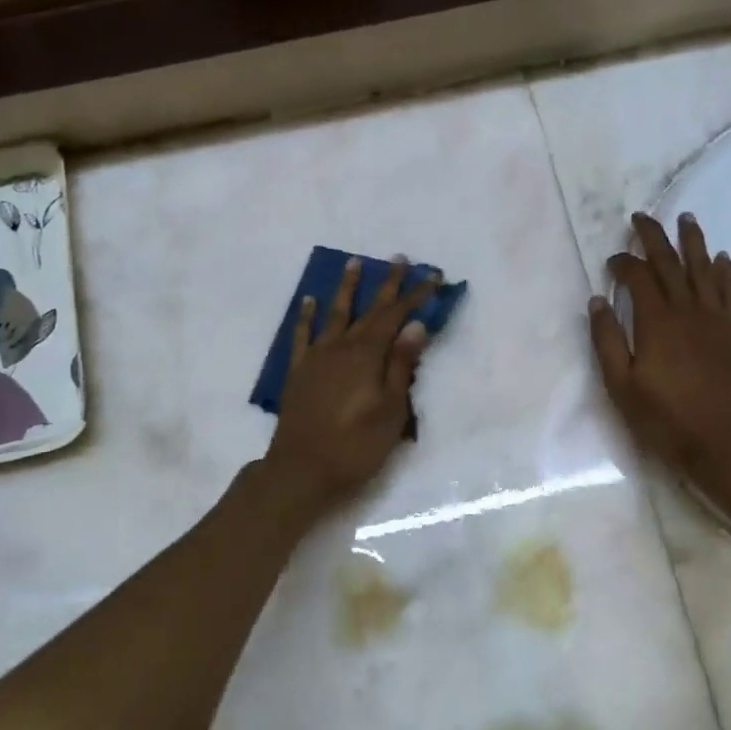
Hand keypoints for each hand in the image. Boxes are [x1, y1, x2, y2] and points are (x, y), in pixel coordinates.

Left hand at [260, 258, 440, 514]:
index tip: (432, 276)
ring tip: (354, 263)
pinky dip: (306, 316)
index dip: (414, 296)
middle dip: (387, 284)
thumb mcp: (391, 411)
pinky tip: (309, 300)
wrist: (301, 470)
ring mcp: (316, 357)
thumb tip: (415, 326)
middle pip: (368, 309)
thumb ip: (401, 366)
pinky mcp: (298, 371)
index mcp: (367, 356)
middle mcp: (341, 347)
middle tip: (399, 259)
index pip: (396, 317)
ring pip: (334, 314)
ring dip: (346, 288)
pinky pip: (302, 335)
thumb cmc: (355, 446)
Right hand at [588, 212, 730, 479]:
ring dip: (693, 242)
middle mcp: (688, 310)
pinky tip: (721, 258)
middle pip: (670, 263)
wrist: (723, 443)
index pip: (638, 277)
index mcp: (656, 322)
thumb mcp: (620, 385)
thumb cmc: (664, 418)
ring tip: (686, 218)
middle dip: (654, 237)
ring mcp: (718, 319)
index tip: (612, 260)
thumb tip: (597, 300)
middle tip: (643, 217)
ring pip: (704, 269)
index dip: (623, 263)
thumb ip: (606, 340)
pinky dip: (725, 271)